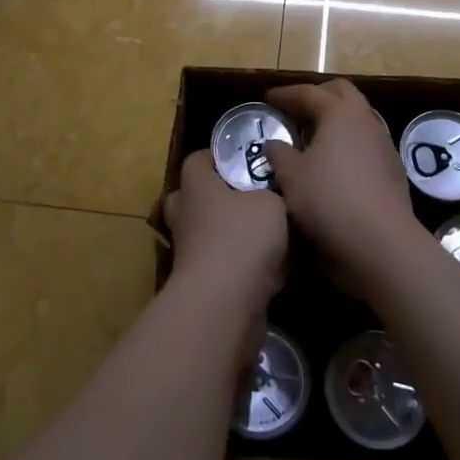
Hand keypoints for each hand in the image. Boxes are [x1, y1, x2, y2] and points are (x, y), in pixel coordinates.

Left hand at [164, 149, 287, 317]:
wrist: (224, 302)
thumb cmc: (243, 236)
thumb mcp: (272, 202)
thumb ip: (272, 193)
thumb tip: (272, 197)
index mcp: (196, 186)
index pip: (197, 160)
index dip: (219, 157)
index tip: (246, 160)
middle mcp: (186, 215)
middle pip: (195, 197)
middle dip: (220, 197)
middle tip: (252, 198)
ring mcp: (188, 251)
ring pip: (208, 234)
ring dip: (232, 235)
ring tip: (269, 236)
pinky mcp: (200, 283)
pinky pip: (221, 264)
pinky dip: (241, 266)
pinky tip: (273, 270)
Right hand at [260, 79, 421, 269]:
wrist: (381, 243)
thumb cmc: (329, 199)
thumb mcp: (291, 176)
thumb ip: (279, 154)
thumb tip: (275, 144)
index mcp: (340, 113)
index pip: (309, 93)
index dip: (286, 94)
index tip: (267, 98)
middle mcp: (366, 121)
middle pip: (342, 94)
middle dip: (317, 96)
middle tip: (295, 109)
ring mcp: (384, 146)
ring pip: (358, 119)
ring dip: (335, 121)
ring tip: (312, 136)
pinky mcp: (393, 171)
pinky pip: (366, 145)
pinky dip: (347, 145)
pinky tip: (333, 164)